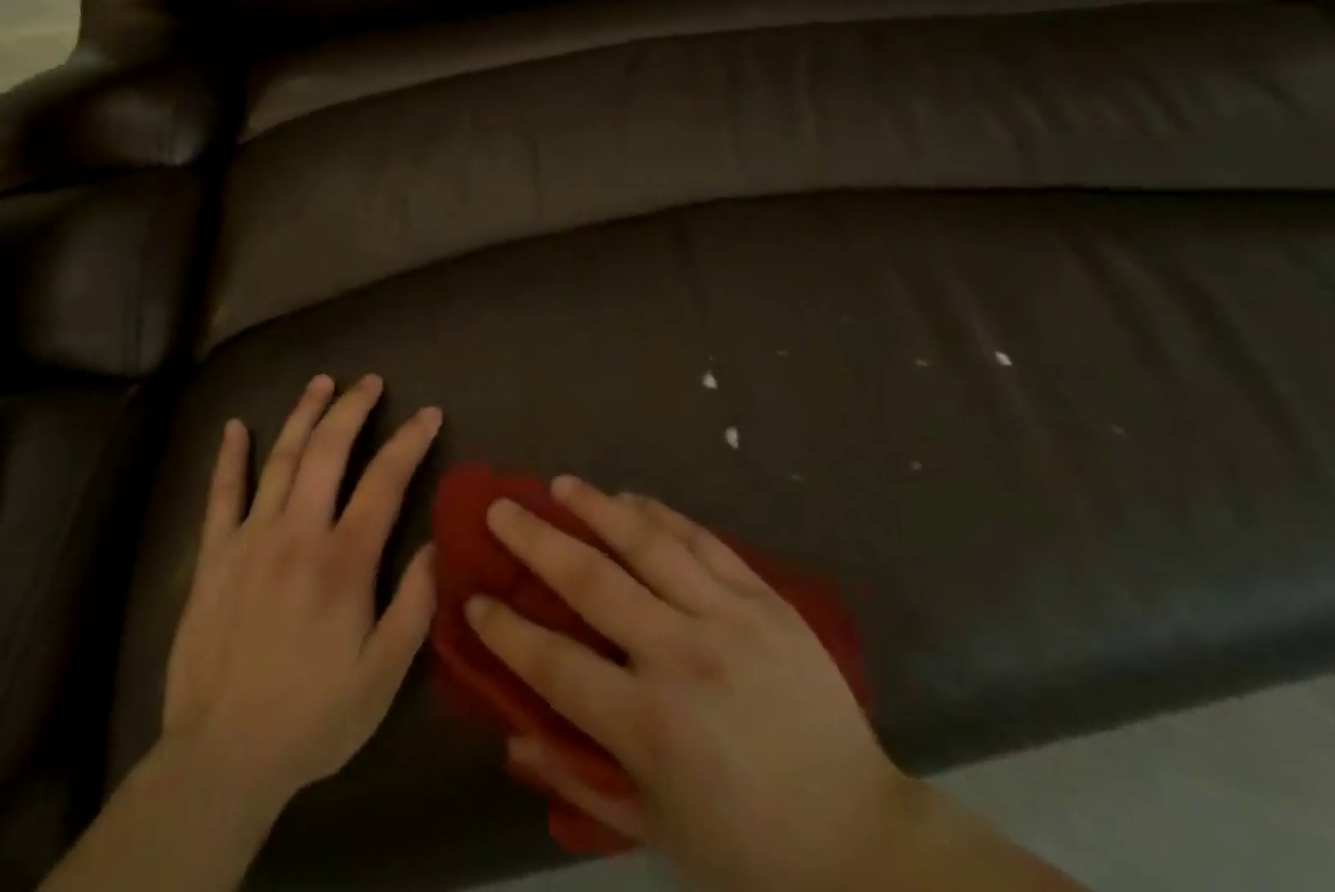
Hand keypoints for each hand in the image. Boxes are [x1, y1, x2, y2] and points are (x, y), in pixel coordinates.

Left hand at [161, 373, 441, 806]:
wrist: (220, 760)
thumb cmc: (313, 717)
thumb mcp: (383, 675)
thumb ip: (415, 604)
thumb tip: (437, 543)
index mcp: (344, 560)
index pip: (385, 480)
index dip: (410, 440)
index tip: (428, 412)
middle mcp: (298, 533)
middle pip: (328, 451)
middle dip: (353, 408)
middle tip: (370, 381)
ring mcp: (250, 539)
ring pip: (280, 459)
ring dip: (303, 415)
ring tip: (321, 383)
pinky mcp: (213, 557)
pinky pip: (221, 495)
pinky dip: (229, 457)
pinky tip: (234, 427)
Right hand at [465, 477, 911, 890]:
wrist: (861, 840)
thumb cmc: (749, 849)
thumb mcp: (655, 830)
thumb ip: (578, 780)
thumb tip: (511, 737)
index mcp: (649, 727)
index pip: (555, 663)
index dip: (506, 630)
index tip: (473, 596)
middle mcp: (681, 658)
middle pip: (592, 583)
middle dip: (537, 541)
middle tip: (501, 508)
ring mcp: (727, 619)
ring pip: (648, 544)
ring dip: (598, 508)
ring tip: (561, 484)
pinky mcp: (764, 599)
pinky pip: (703, 541)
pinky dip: (662, 515)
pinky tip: (634, 498)